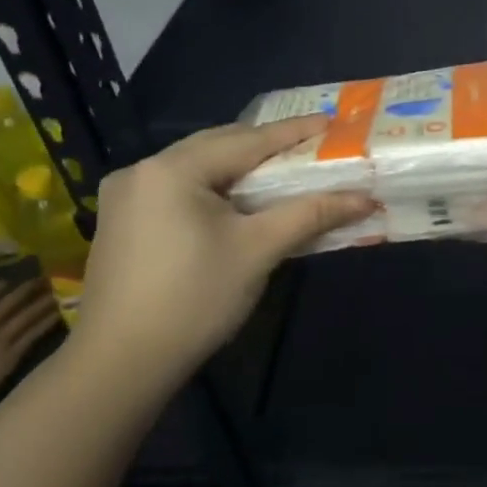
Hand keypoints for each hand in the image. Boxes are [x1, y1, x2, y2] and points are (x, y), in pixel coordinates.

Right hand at [0, 280, 61, 422]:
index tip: (8, 281)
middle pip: (9, 303)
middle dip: (27, 289)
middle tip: (43, 279)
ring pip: (25, 316)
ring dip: (42, 303)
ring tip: (56, 294)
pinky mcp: (11, 354)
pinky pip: (33, 334)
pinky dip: (46, 323)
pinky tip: (57, 315)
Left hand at [74, 117, 375, 389]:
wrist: (121, 364)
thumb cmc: (195, 298)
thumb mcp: (259, 250)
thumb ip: (311, 214)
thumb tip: (365, 199)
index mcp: (173, 169)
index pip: (247, 140)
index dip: (293, 132)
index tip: (330, 121)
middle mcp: (143, 170)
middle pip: (218, 145)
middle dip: (265, 145)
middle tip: (309, 145)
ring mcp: (125, 196)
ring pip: (196, 167)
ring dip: (238, 166)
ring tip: (280, 169)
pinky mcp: (122, 221)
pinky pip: (179, 187)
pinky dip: (214, 186)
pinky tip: (236, 200)